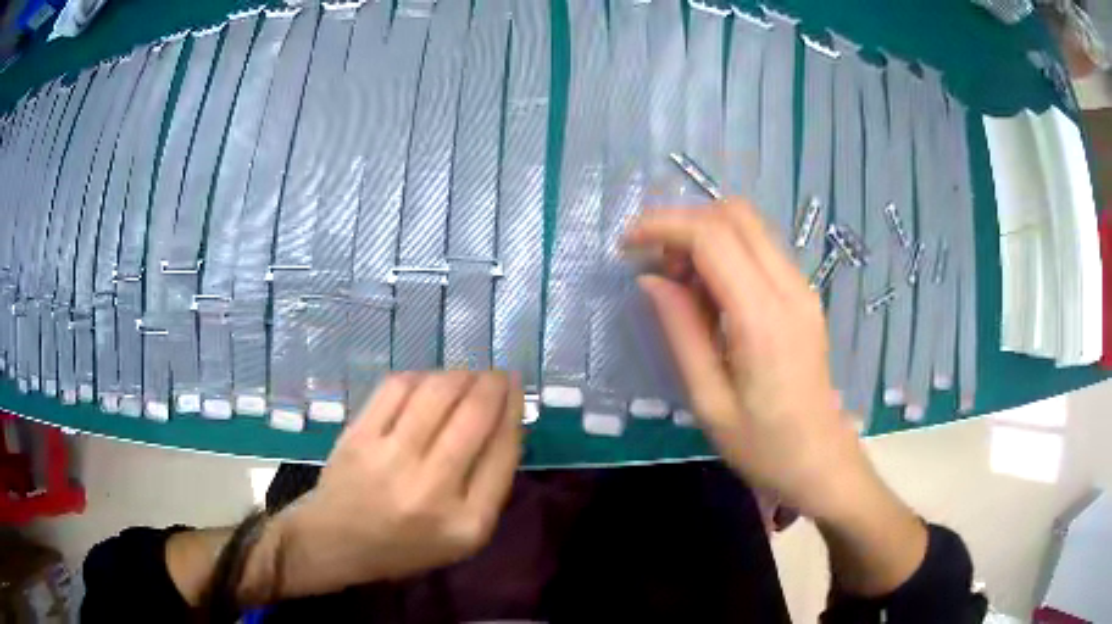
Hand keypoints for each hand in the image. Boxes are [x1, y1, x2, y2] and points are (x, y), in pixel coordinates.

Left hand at [244, 372, 522, 600]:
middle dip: (494, 384)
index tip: (517, 392)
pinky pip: (397, 388)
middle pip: (474, 417)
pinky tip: (429, 380)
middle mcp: (431, 490)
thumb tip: (507, 421)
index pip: (503, 452)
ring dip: (461, 375)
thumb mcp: (461, 535)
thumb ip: (488, 485)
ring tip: (467, 375)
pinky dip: (421, 376)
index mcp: (467, 523)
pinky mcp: (359, 437)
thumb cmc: (405, 545)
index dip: (514, 411)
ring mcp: (391, 460)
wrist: (335, 542)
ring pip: (438, 394)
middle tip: (499, 375)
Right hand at [623, 199, 873, 519]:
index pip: (711, 236)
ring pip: (749, 226)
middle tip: (654, 261)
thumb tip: (650, 278)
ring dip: (705, 234)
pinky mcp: (804, 295)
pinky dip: (726, 251)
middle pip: (734, 214)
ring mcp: (802, 288)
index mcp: (762, 318)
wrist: (822, 462)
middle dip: (684, 222)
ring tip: (677, 279)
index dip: (663, 226)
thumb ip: (680, 331)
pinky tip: (709, 291)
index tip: (626, 244)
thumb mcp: (709, 401)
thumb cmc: (763, 447)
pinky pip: (761, 249)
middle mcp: (789, 288)